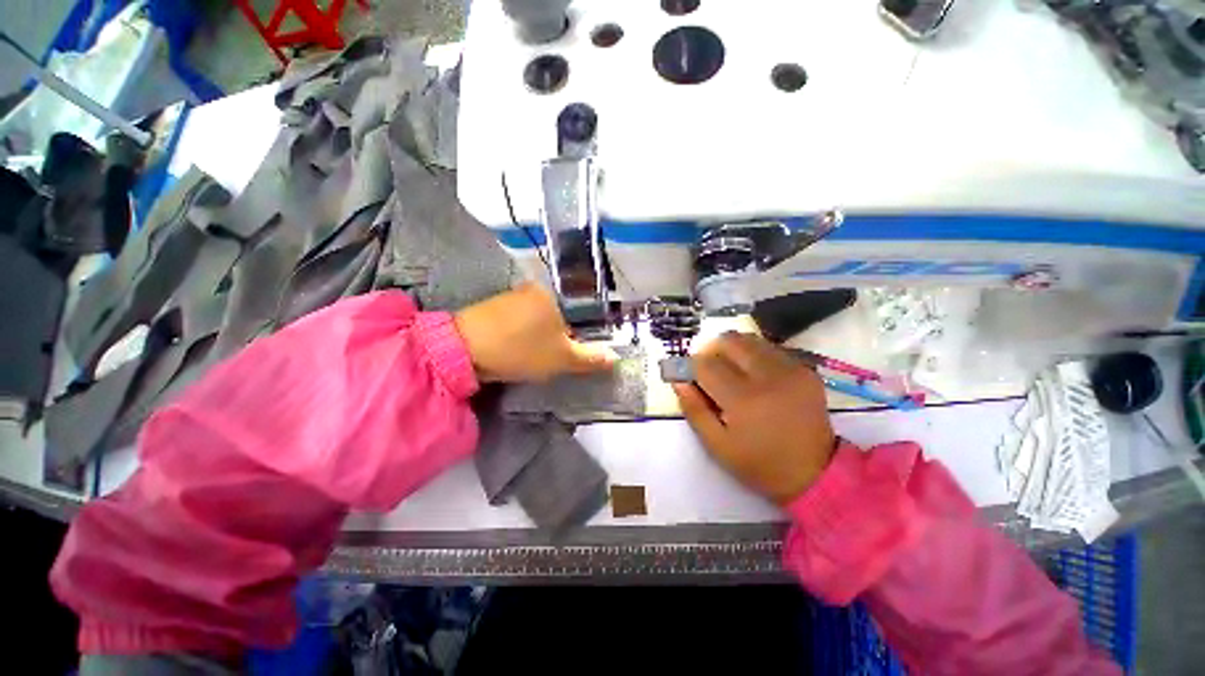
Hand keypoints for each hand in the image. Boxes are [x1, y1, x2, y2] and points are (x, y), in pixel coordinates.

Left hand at [454, 283, 616, 381]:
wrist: (463, 350)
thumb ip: (591, 358)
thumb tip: (615, 358)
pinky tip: (520, 347)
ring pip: (543, 316)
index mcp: (555, 293)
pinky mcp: (497, 305)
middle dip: (565, 335)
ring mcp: (514, 295)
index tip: (583, 347)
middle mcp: (536, 288)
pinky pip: (524, 318)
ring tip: (539, 354)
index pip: (584, 309)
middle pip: (563, 312)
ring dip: (546, 335)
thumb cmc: (521, 350)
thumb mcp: (562, 359)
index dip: (588, 330)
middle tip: (559, 355)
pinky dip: (528, 332)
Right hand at [673, 332, 835, 504]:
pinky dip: (754, 355)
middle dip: (712, 350)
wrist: (815, 473)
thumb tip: (678, 380)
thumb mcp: (717, 445)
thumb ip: (694, 409)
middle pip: (730, 341)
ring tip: (731, 371)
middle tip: (709, 369)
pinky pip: (771, 349)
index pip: (706, 365)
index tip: (687, 374)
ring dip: (733, 350)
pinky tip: (755, 375)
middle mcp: (769, 377)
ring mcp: (791, 370)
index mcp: (743, 399)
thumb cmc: (759, 463)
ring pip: (750, 340)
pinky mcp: (806, 369)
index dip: (691, 366)